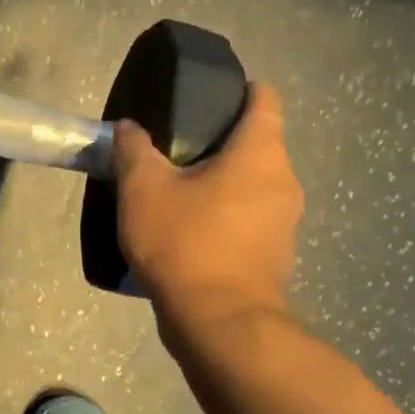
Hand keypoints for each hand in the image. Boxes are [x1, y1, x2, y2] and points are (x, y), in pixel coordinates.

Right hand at [110, 82, 303, 334]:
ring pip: (254, 184)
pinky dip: (227, 215)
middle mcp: (284, 181)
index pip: (266, 99)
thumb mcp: (143, 189)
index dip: (241, 89)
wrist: (220, 324)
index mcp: (261, 153)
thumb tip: (129, 128)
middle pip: (258, 143)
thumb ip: (134, 149)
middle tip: (176, 146)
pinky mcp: (276, 255)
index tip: (207, 97)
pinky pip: (251, 218)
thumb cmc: (186, 243)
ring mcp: (285, 222)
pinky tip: (191, 229)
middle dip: (221, 140)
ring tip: (178, 189)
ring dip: (223, 181)